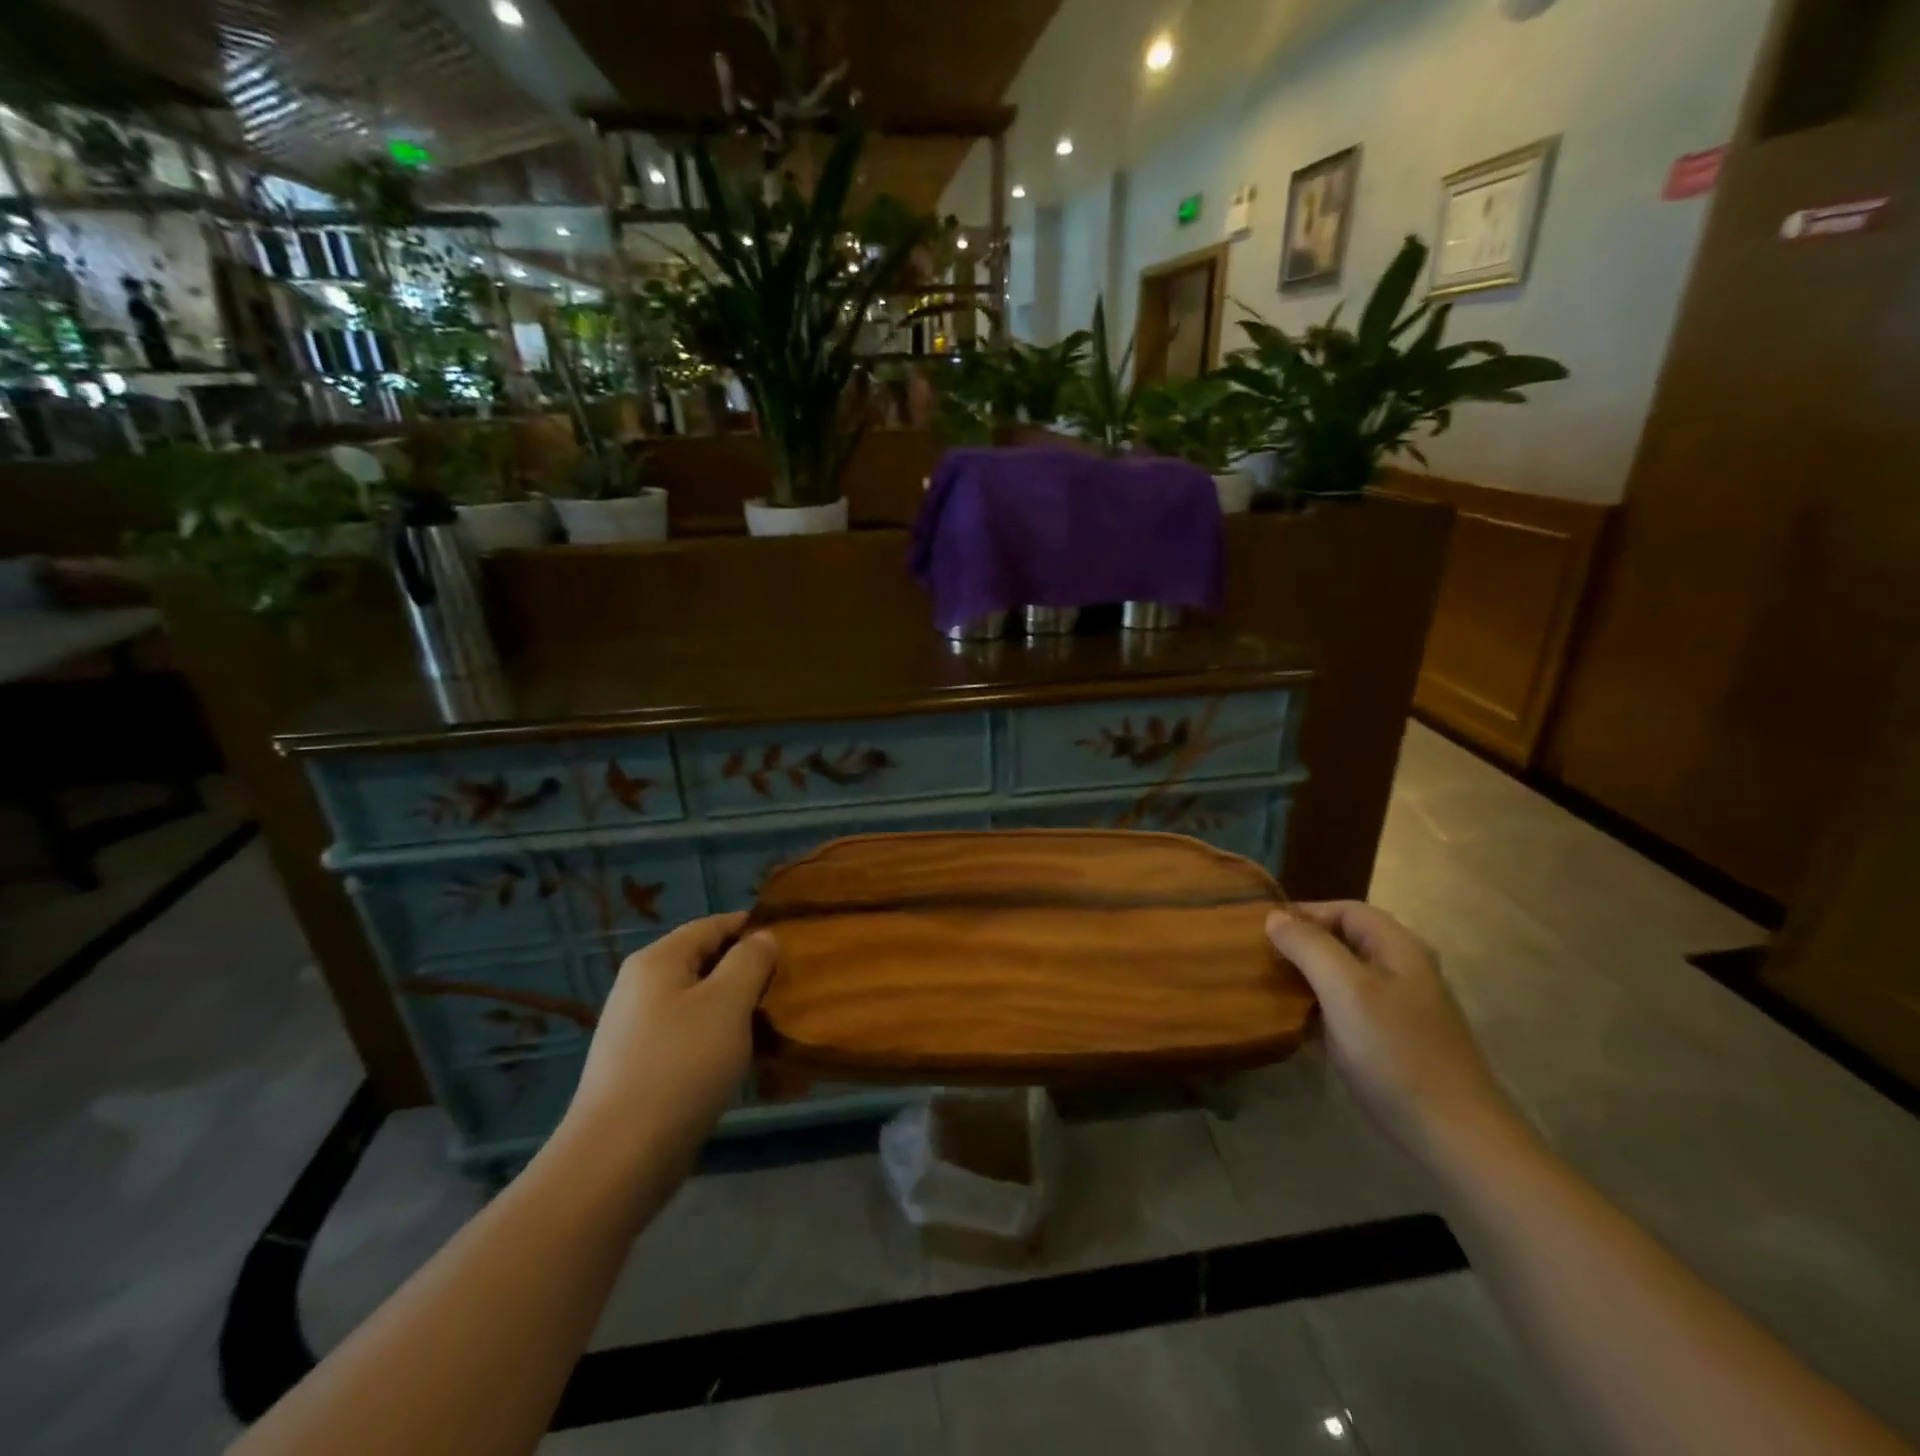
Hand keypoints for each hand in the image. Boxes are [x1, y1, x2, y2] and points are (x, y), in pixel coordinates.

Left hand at [561, 912, 777, 1178]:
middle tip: (788, 986)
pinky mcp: (640, 1066)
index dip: (752, 927)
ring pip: (699, 1001)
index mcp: (658, 960)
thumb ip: (750, 960)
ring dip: (736, 1007)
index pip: (712, 925)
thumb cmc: (681, 1065)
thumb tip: (762, 937)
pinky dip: (718, 1037)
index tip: (792, 941)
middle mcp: (641, 986)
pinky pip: (689, 1035)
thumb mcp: (728, 1002)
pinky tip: (744, 1057)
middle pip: (704, 961)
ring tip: (773, 1022)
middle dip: (747, 969)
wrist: (619, 1157)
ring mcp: (637, 1028)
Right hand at [1267, 901, 1523, 1166]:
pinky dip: (1321, 1006)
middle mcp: (1403, 969)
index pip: (1344, 909)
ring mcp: (1400, 1006)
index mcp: (1399, 947)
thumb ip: (1308, 946)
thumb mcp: (1345, 990)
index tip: (1263, 932)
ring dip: (1308, 976)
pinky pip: (1348, 1007)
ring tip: (1270, 987)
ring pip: (1344, 974)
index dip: (1304, 913)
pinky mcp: (1393, 1039)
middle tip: (1261, 959)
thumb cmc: (1396, 1052)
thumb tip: (1274, 916)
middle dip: (1302, 944)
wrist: (1452, 1135)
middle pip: (1344, 940)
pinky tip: (1298, 1023)